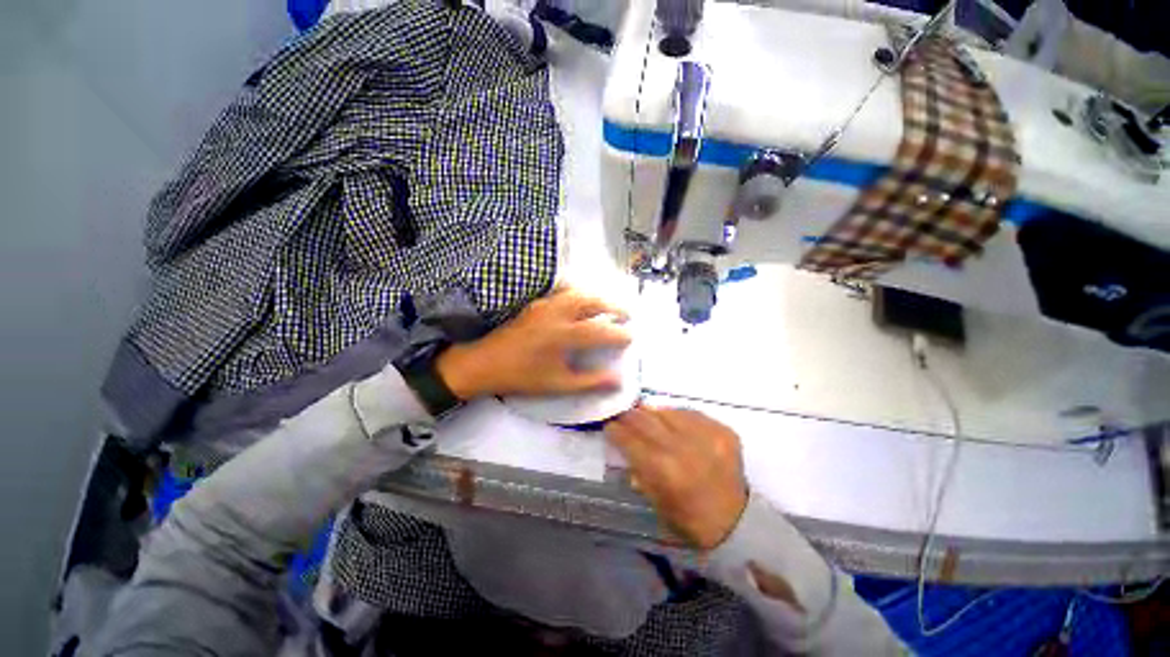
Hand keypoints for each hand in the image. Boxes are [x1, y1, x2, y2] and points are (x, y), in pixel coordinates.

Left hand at [435, 287, 631, 399]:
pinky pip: (562, 292)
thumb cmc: (522, 376)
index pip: (601, 330)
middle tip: (627, 314)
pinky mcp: (535, 303)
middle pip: (592, 302)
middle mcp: (557, 314)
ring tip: (608, 306)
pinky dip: (578, 294)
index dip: (619, 333)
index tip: (632, 337)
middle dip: (614, 306)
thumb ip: (590, 381)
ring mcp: (545, 305)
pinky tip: (581, 301)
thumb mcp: (558, 384)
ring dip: (597, 297)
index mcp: (564, 335)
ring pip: (578, 293)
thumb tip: (618, 380)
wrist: (484, 363)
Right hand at [605, 406, 747, 549]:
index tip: (608, 424)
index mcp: (664, 471)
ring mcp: (706, 436)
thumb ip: (638, 469)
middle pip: (646, 420)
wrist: (737, 523)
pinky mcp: (723, 431)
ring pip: (667, 411)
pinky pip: (691, 413)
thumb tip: (625, 443)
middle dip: (630, 415)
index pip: (630, 439)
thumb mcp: (655, 502)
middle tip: (622, 414)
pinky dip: (677, 416)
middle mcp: (684, 447)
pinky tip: (673, 423)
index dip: (615, 429)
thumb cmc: (690, 521)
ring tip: (647, 416)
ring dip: (653, 414)